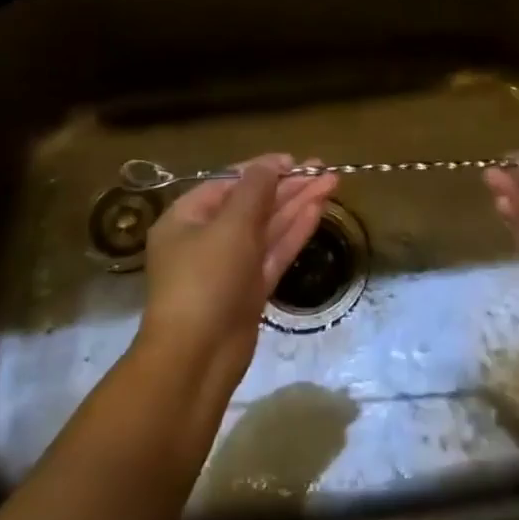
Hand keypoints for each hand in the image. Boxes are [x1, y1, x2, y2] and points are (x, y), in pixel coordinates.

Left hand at [138, 153, 338, 391]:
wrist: (197, 359)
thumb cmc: (206, 279)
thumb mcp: (230, 226)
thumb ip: (255, 190)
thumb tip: (271, 163)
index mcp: (187, 218)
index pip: (229, 183)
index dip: (263, 169)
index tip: (295, 160)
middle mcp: (206, 238)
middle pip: (253, 204)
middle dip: (288, 186)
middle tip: (325, 170)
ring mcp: (230, 266)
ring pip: (268, 228)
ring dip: (298, 205)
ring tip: (332, 183)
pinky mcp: (250, 290)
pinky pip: (273, 252)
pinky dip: (295, 231)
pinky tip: (318, 210)